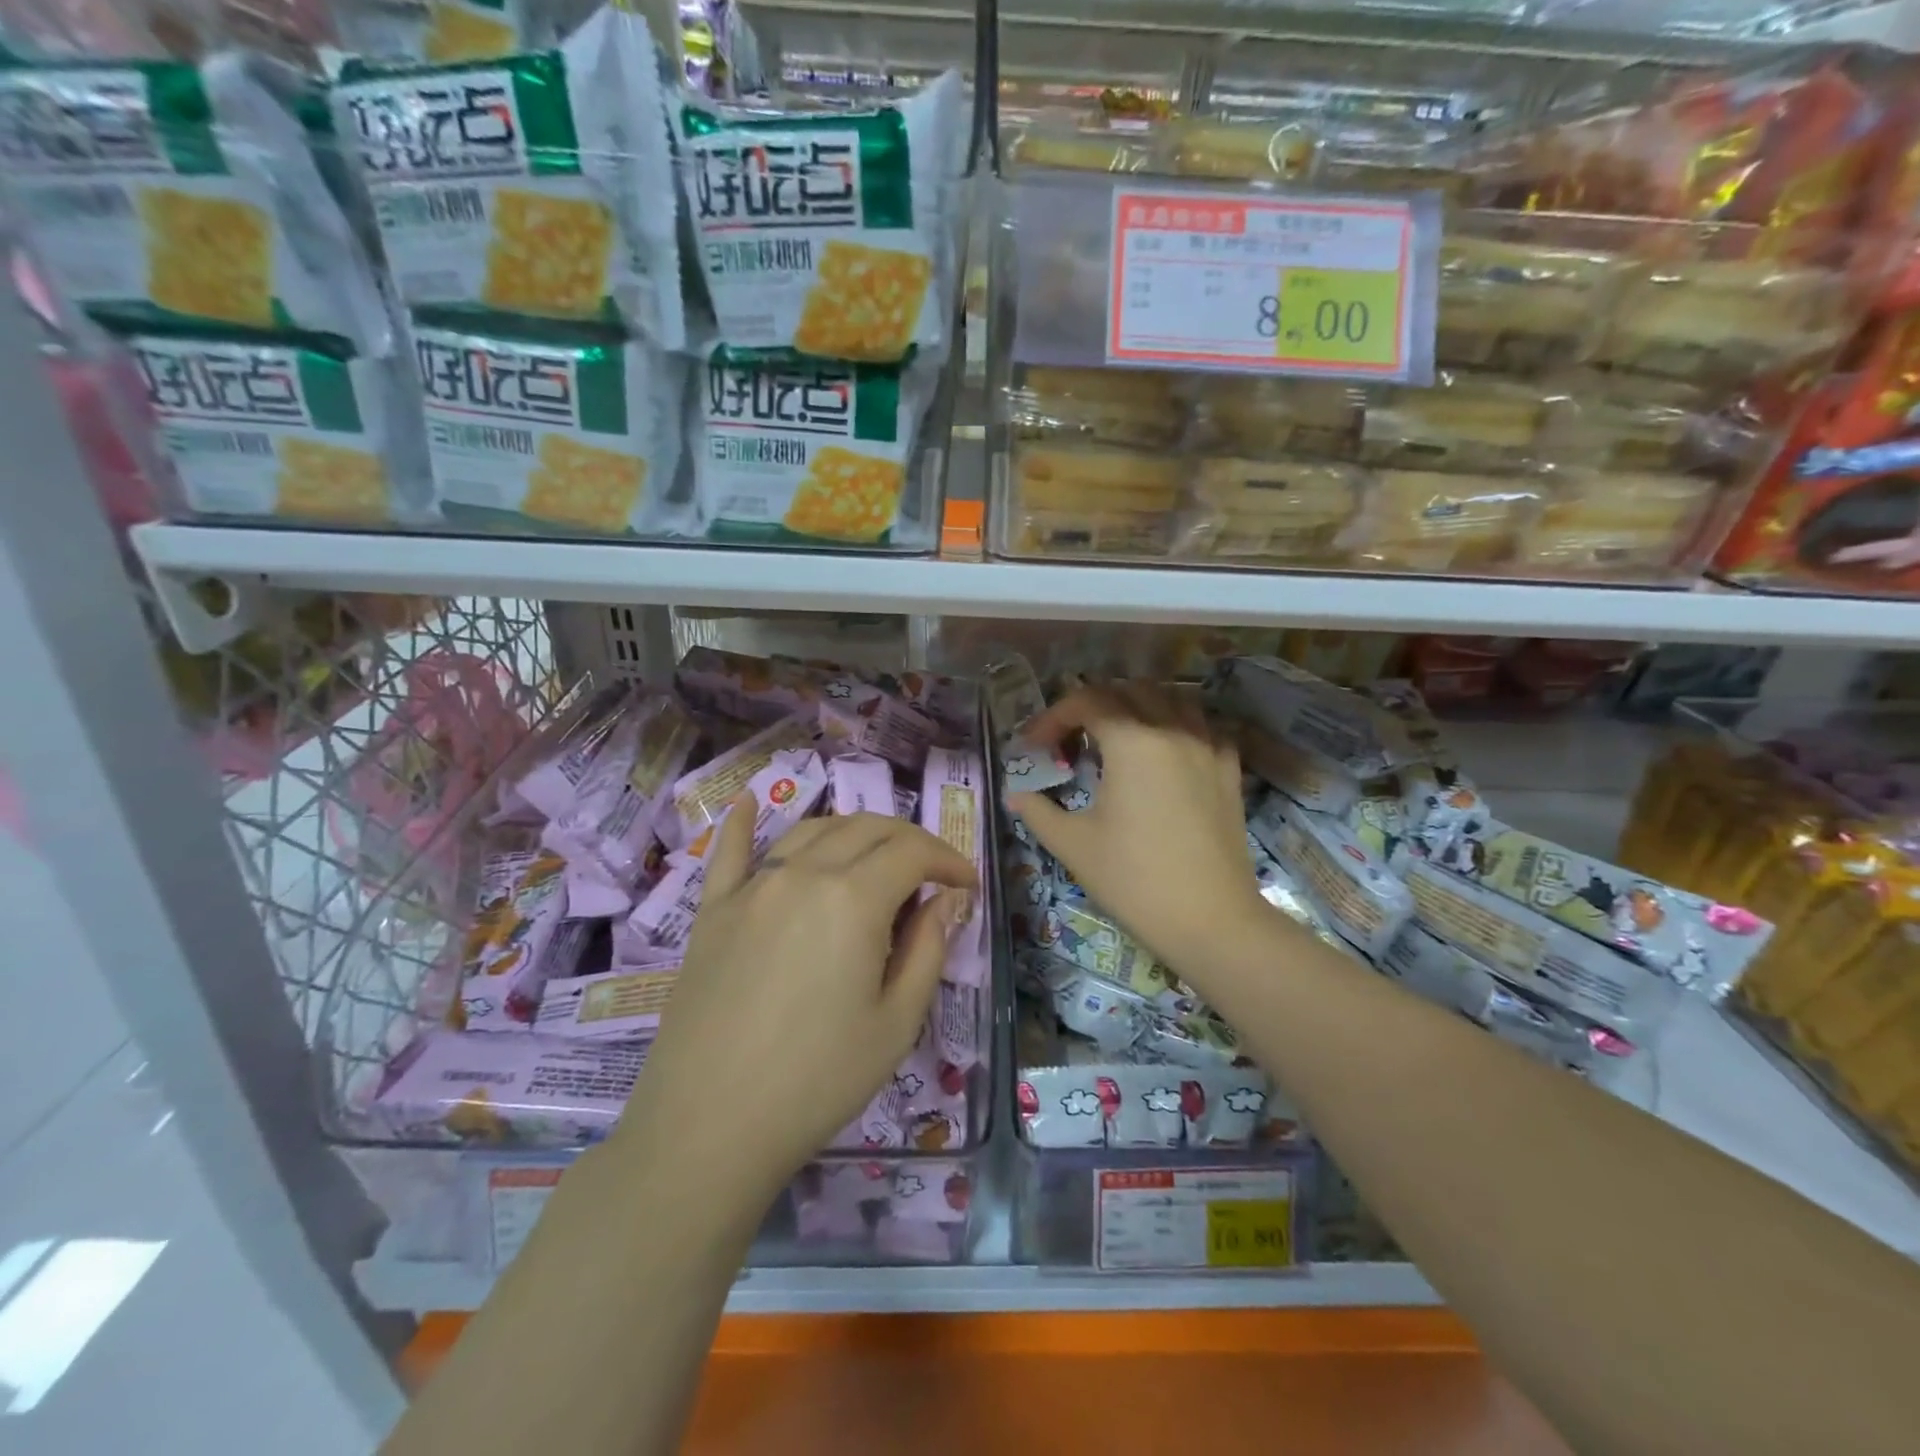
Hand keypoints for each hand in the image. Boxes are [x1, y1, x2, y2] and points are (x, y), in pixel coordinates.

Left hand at [616, 803, 974, 1209]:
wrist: (707, 1128)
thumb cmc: (817, 1081)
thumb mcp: (896, 1023)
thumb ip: (928, 949)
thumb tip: (945, 900)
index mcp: (853, 899)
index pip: (912, 852)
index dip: (948, 859)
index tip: (967, 882)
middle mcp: (802, 874)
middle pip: (866, 829)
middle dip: (908, 841)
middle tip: (930, 873)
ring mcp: (751, 887)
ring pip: (812, 831)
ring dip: (853, 833)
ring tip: (874, 860)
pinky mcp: (713, 910)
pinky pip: (728, 852)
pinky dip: (742, 823)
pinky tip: (746, 803)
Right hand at [1008, 683, 1266, 978]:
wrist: (1210, 920)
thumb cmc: (1133, 879)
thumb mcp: (1073, 845)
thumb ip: (1038, 811)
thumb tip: (1016, 795)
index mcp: (1132, 741)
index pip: (1086, 702)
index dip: (1052, 717)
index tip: (1033, 747)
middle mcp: (1172, 730)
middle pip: (1128, 691)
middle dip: (1092, 705)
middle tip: (1070, 740)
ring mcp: (1207, 747)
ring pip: (1171, 699)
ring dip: (1137, 705)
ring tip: (1117, 736)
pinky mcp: (1229, 770)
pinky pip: (1204, 726)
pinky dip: (1178, 725)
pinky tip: (1166, 750)